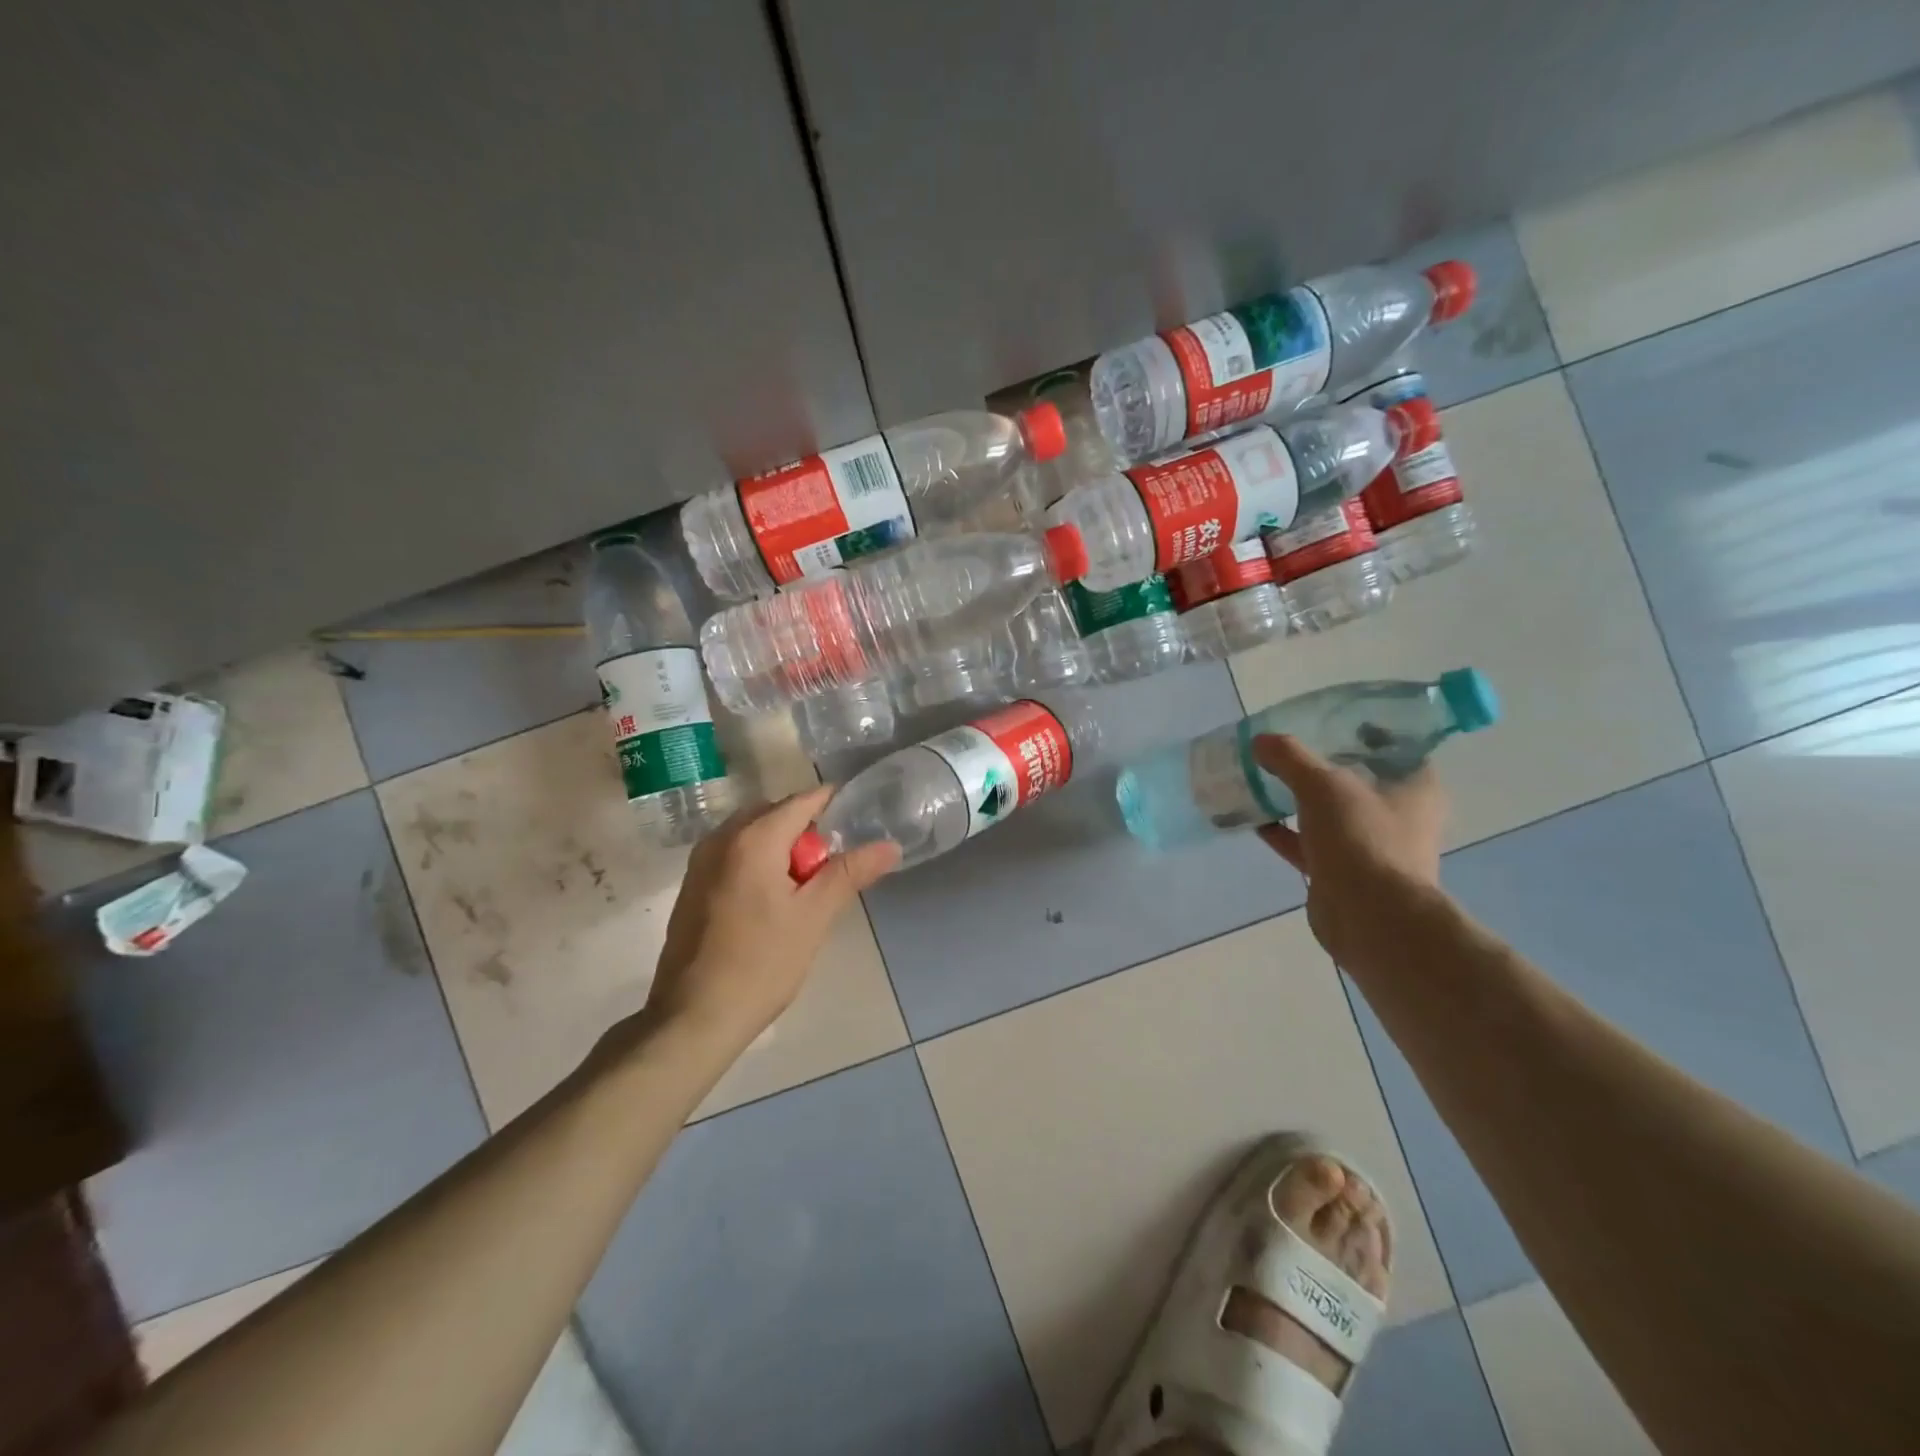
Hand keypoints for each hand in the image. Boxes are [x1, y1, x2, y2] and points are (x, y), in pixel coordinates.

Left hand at [645, 787, 899, 1049]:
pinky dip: (758, 862)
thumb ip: (850, 874)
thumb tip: (890, 846)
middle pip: (775, 813)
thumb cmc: (760, 965)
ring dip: (781, 848)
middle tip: (831, 868)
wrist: (692, 1018)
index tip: (860, 819)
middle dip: (806, 831)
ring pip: (752, 834)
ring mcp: (700, 862)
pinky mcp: (692, 886)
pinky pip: (733, 854)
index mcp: (753, 838)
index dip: (834, 804)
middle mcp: (721, 838)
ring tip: (803, 889)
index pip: (802, 801)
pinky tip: (771, 903)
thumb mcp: (813, 917)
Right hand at [1251, 734, 1446, 963]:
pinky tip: (1255, 821)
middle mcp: (1400, 816)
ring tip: (1263, 781)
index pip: (1396, 747)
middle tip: (1285, 751)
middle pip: (1358, 780)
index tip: (1328, 722)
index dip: (1364, 731)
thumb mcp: (1322, 785)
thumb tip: (1260, 740)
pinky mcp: (1344, 873)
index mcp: (1416, 787)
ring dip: (1299, 800)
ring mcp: (1371, 847)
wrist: (1369, 918)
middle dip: (1322, 766)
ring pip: (1331, 814)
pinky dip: (1286, 833)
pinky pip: (1311, 844)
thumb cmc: (1361, 839)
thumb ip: (1290, 758)